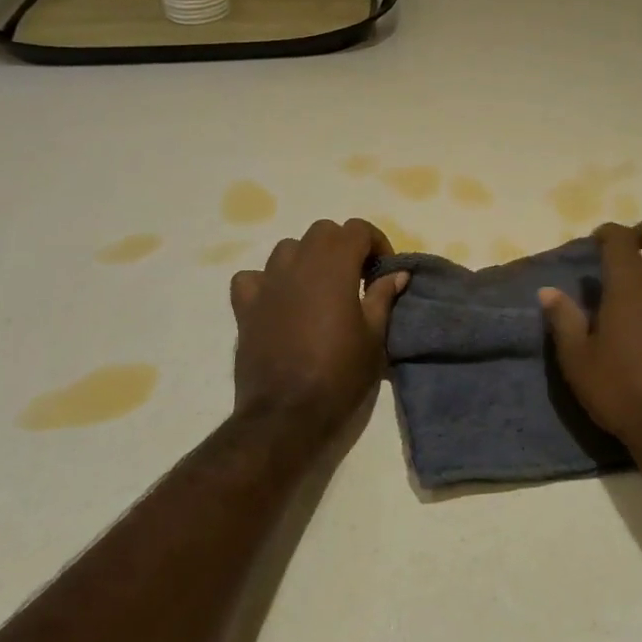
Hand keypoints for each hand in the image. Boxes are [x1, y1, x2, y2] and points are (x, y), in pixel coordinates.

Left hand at [230, 219, 407, 433]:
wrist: (286, 413)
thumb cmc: (339, 374)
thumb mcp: (374, 337)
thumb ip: (383, 297)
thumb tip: (397, 273)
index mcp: (333, 266)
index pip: (356, 229)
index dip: (376, 242)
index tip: (384, 270)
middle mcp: (297, 263)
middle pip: (322, 232)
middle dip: (343, 246)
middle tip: (356, 278)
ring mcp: (267, 282)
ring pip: (288, 248)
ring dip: (307, 259)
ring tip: (319, 288)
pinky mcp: (245, 306)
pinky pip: (254, 277)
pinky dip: (268, 281)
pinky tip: (279, 301)